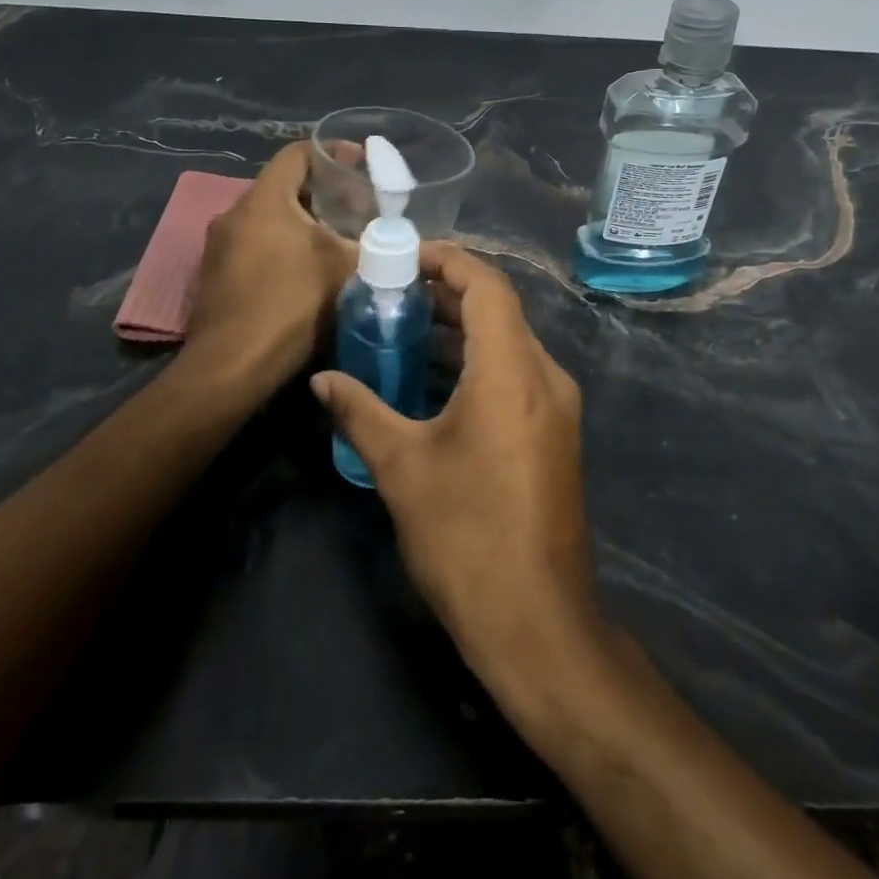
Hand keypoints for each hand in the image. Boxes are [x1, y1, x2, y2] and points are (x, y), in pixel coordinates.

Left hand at [186, 143, 356, 392]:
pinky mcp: (215, 276)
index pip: (297, 154)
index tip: (362, 165)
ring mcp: (218, 247)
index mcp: (263, 200)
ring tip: (339, 240)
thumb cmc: (289, 306)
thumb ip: (375, 247)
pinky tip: (307, 272)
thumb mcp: (344, 271)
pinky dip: (283, 248)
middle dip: (323, 194)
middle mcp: (234, 214)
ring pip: (269, 220)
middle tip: (359, 208)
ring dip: (303, 224)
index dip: (333, 152)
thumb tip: (403, 241)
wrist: (231, 367)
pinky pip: (255, 246)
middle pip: (284, 187)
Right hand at [310, 244, 602, 700]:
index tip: (403, 258)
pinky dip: (478, 362)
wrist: (535, 620)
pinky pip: (516, 375)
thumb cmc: (466, 537)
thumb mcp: (402, 468)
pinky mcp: (555, 434)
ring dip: (461, 330)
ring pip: (509, 344)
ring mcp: (557, 408)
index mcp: (513, 373)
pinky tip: (434, 380)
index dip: (448, 261)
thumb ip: (360, 411)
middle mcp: (545, 378)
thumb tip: (321, 379)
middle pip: (500, 311)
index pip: (488, 287)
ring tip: (403, 329)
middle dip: (447, 294)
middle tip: (391, 293)